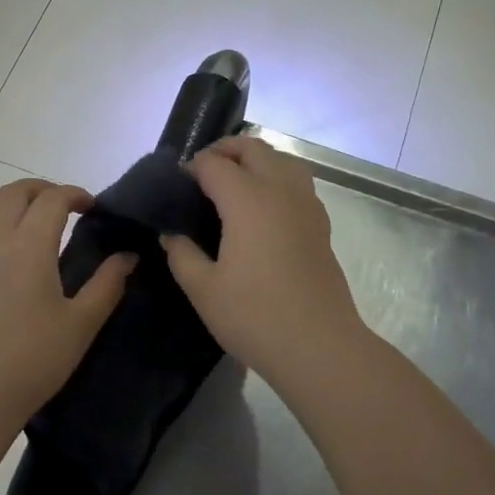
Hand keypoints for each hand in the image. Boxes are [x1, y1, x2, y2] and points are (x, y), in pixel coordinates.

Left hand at [0, 179, 135, 427]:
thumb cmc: (33, 360)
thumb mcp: (82, 324)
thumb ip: (107, 284)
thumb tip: (128, 256)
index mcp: (30, 245)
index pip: (53, 199)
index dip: (74, 194)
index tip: (90, 207)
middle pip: (13, 192)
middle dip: (40, 190)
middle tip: (59, 206)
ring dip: (2, 200)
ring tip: (18, 215)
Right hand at [161, 136, 366, 384]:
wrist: (319, 346)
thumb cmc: (255, 316)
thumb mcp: (203, 289)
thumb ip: (182, 254)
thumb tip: (172, 234)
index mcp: (248, 200)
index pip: (214, 164)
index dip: (191, 168)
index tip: (176, 187)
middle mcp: (280, 191)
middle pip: (252, 148)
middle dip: (223, 151)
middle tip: (201, 175)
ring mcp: (306, 205)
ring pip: (281, 159)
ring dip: (255, 160)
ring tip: (234, 183)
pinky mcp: (321, 224)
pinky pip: (297, 182)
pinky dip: (276, 178)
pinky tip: (263, 209)